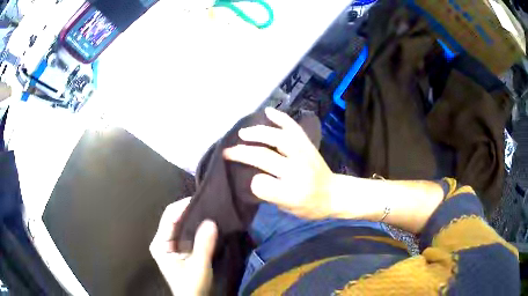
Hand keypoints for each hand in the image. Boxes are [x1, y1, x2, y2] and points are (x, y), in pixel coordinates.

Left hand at [150, 198, 217, 295]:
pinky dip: (195, 226)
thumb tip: (211, 221)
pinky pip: (185, 232)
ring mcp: (170, 245)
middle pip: (173, 219)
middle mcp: (162, 241)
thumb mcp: (199, 266)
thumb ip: (204, 244)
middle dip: (189, 210)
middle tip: (208, 203)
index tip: (201, 199)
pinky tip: (206, 223)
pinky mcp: (178, 249)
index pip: (169, 217)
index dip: (183, 206)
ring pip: (180, 224)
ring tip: (209, 210)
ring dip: (193, 218)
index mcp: (160, 244)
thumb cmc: (192, 285)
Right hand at [223, 108, 333, 218]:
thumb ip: (271, 194)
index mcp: (293, 193)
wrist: (334, 194)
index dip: (252, 183)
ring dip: (257, 133)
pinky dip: (281, 118)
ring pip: (277, 138)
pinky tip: (268, 112)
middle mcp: (298, 171)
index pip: (262, 185)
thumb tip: (253, 175)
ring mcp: (304, 154)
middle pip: (265, 157)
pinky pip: (294, 128)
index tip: (249, 181)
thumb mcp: (288, 209)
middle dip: (243, 153)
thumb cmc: (310, 206)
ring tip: (243, 133)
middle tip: (228, 151)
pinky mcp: (308, 145)